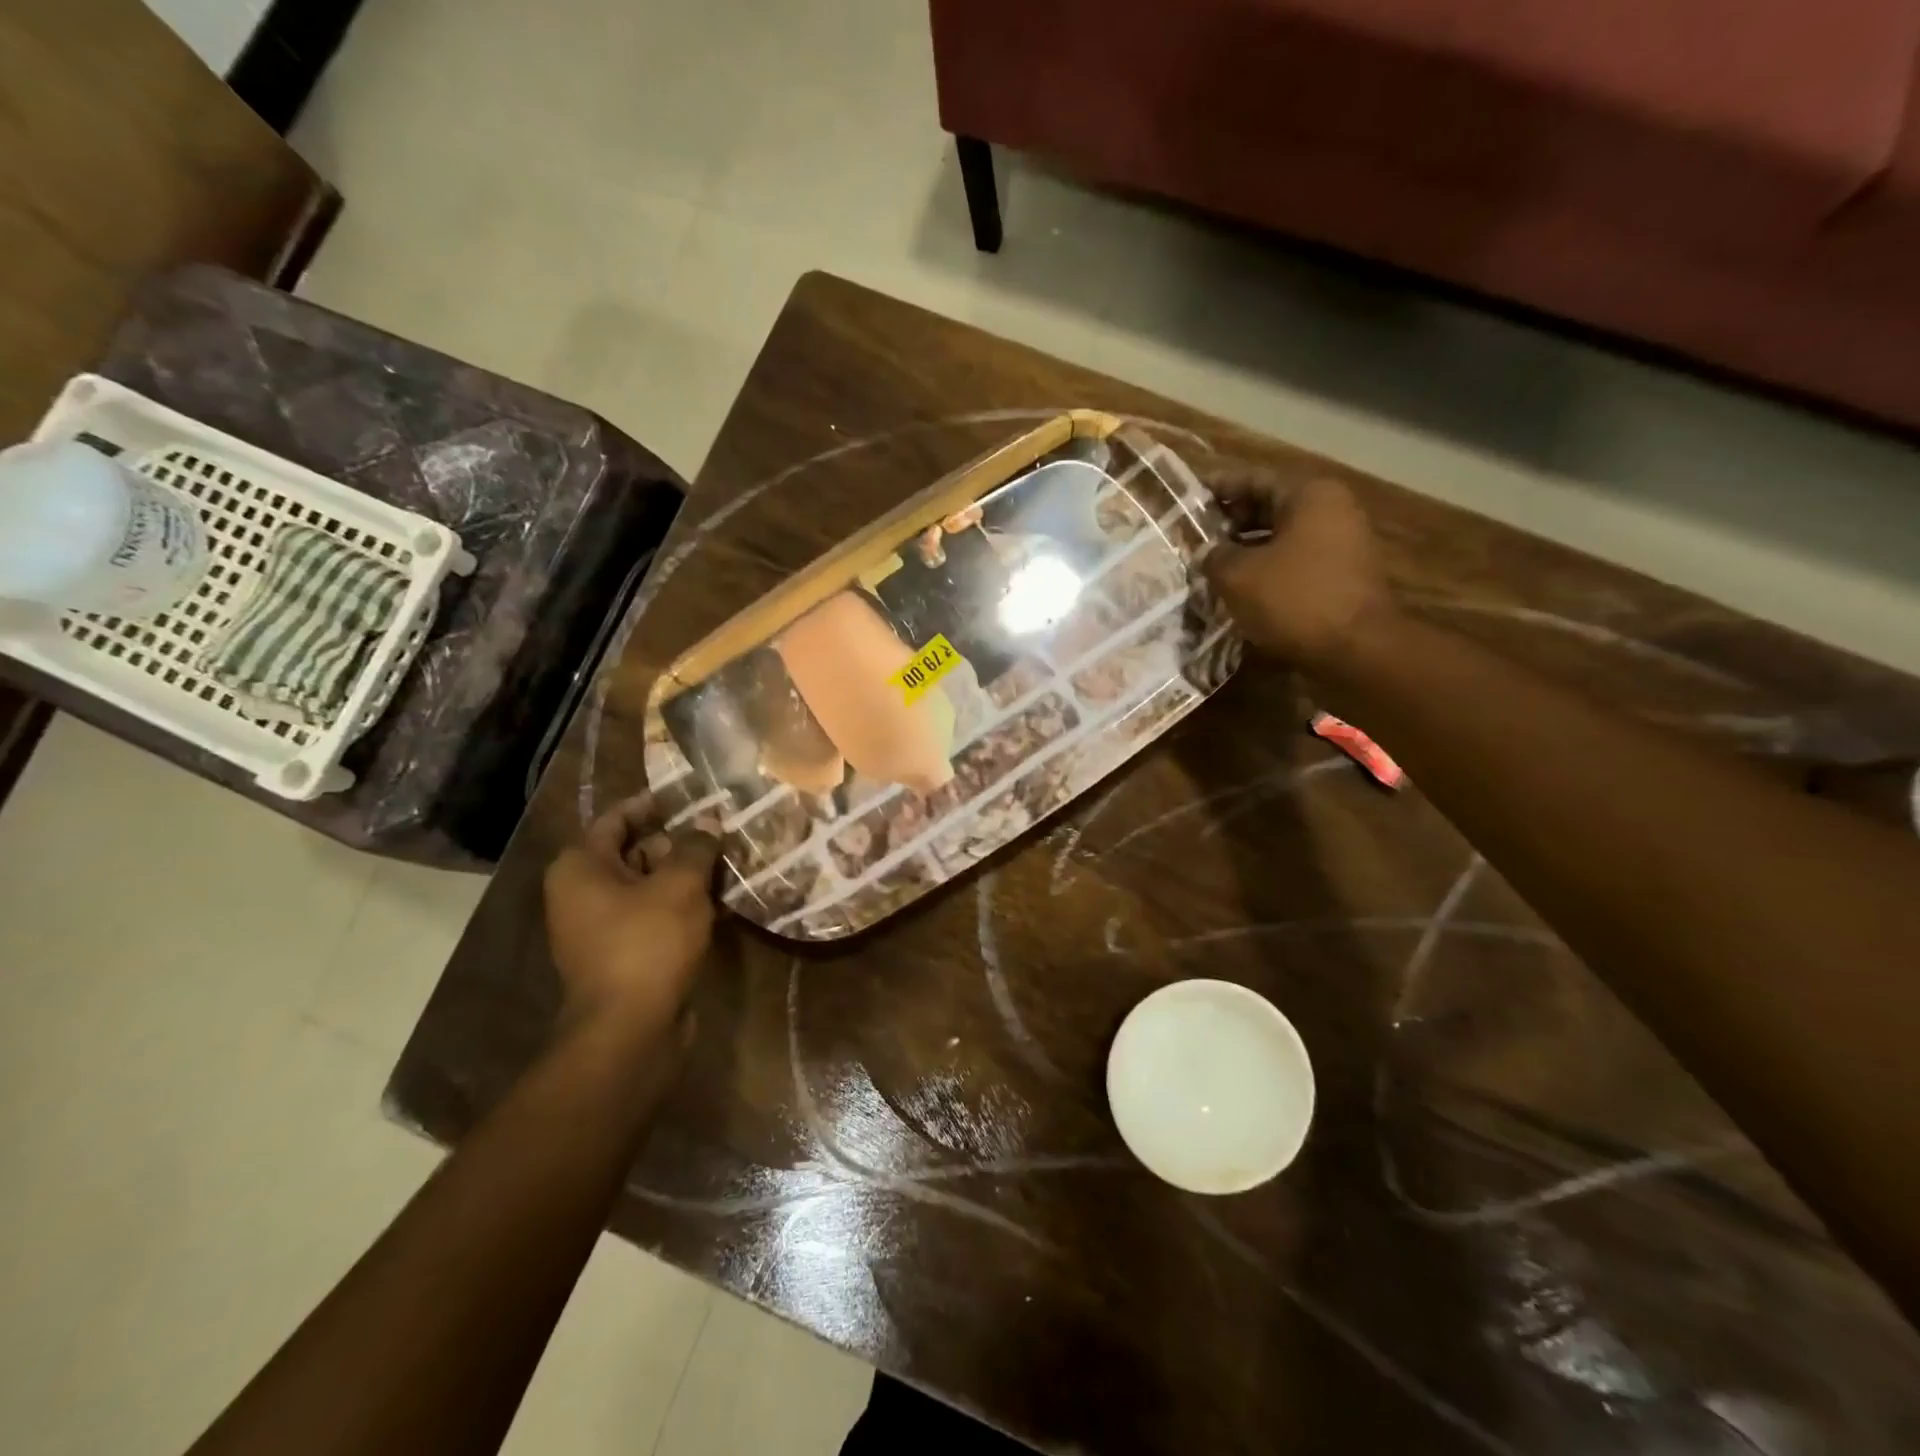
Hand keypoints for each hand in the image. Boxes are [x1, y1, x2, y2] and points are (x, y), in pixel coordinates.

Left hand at [543, 794, 722, 1043]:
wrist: (629, 1029)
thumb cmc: (648, 942)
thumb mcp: (680, 884)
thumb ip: (696, 847)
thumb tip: (708, 822)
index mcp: (581, 867)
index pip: (617, 818)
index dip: (655, 805)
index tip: (693, 798)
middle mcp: (582, 892)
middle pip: (634, 852)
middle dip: (678, 843)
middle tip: (721, 834)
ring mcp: (599, 927)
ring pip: (648, 887)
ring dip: (685, 877)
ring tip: (728, 865)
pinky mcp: (622, 954)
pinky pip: (653, 917)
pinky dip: (681, 908)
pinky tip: (720, 905)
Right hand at [1202, 473, 1395, 668]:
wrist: (1355, 651)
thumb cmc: (1294, 599)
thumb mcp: (1237, 575)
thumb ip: (1214, 556)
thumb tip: (1207, 553)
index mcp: (1310, 495)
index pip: (1254, 479)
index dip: (1217, 489)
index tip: (1187, 501)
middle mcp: (1331, 511)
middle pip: (1270, 507)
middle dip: (1229, 523)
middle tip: (1194, 538)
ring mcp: (1341, 546)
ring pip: (1281, 539)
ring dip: (1245, 551)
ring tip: (1210, 567)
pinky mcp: (1341, 578)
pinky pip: (1294, 565)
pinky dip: (1266, 572)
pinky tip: (1239, 591)